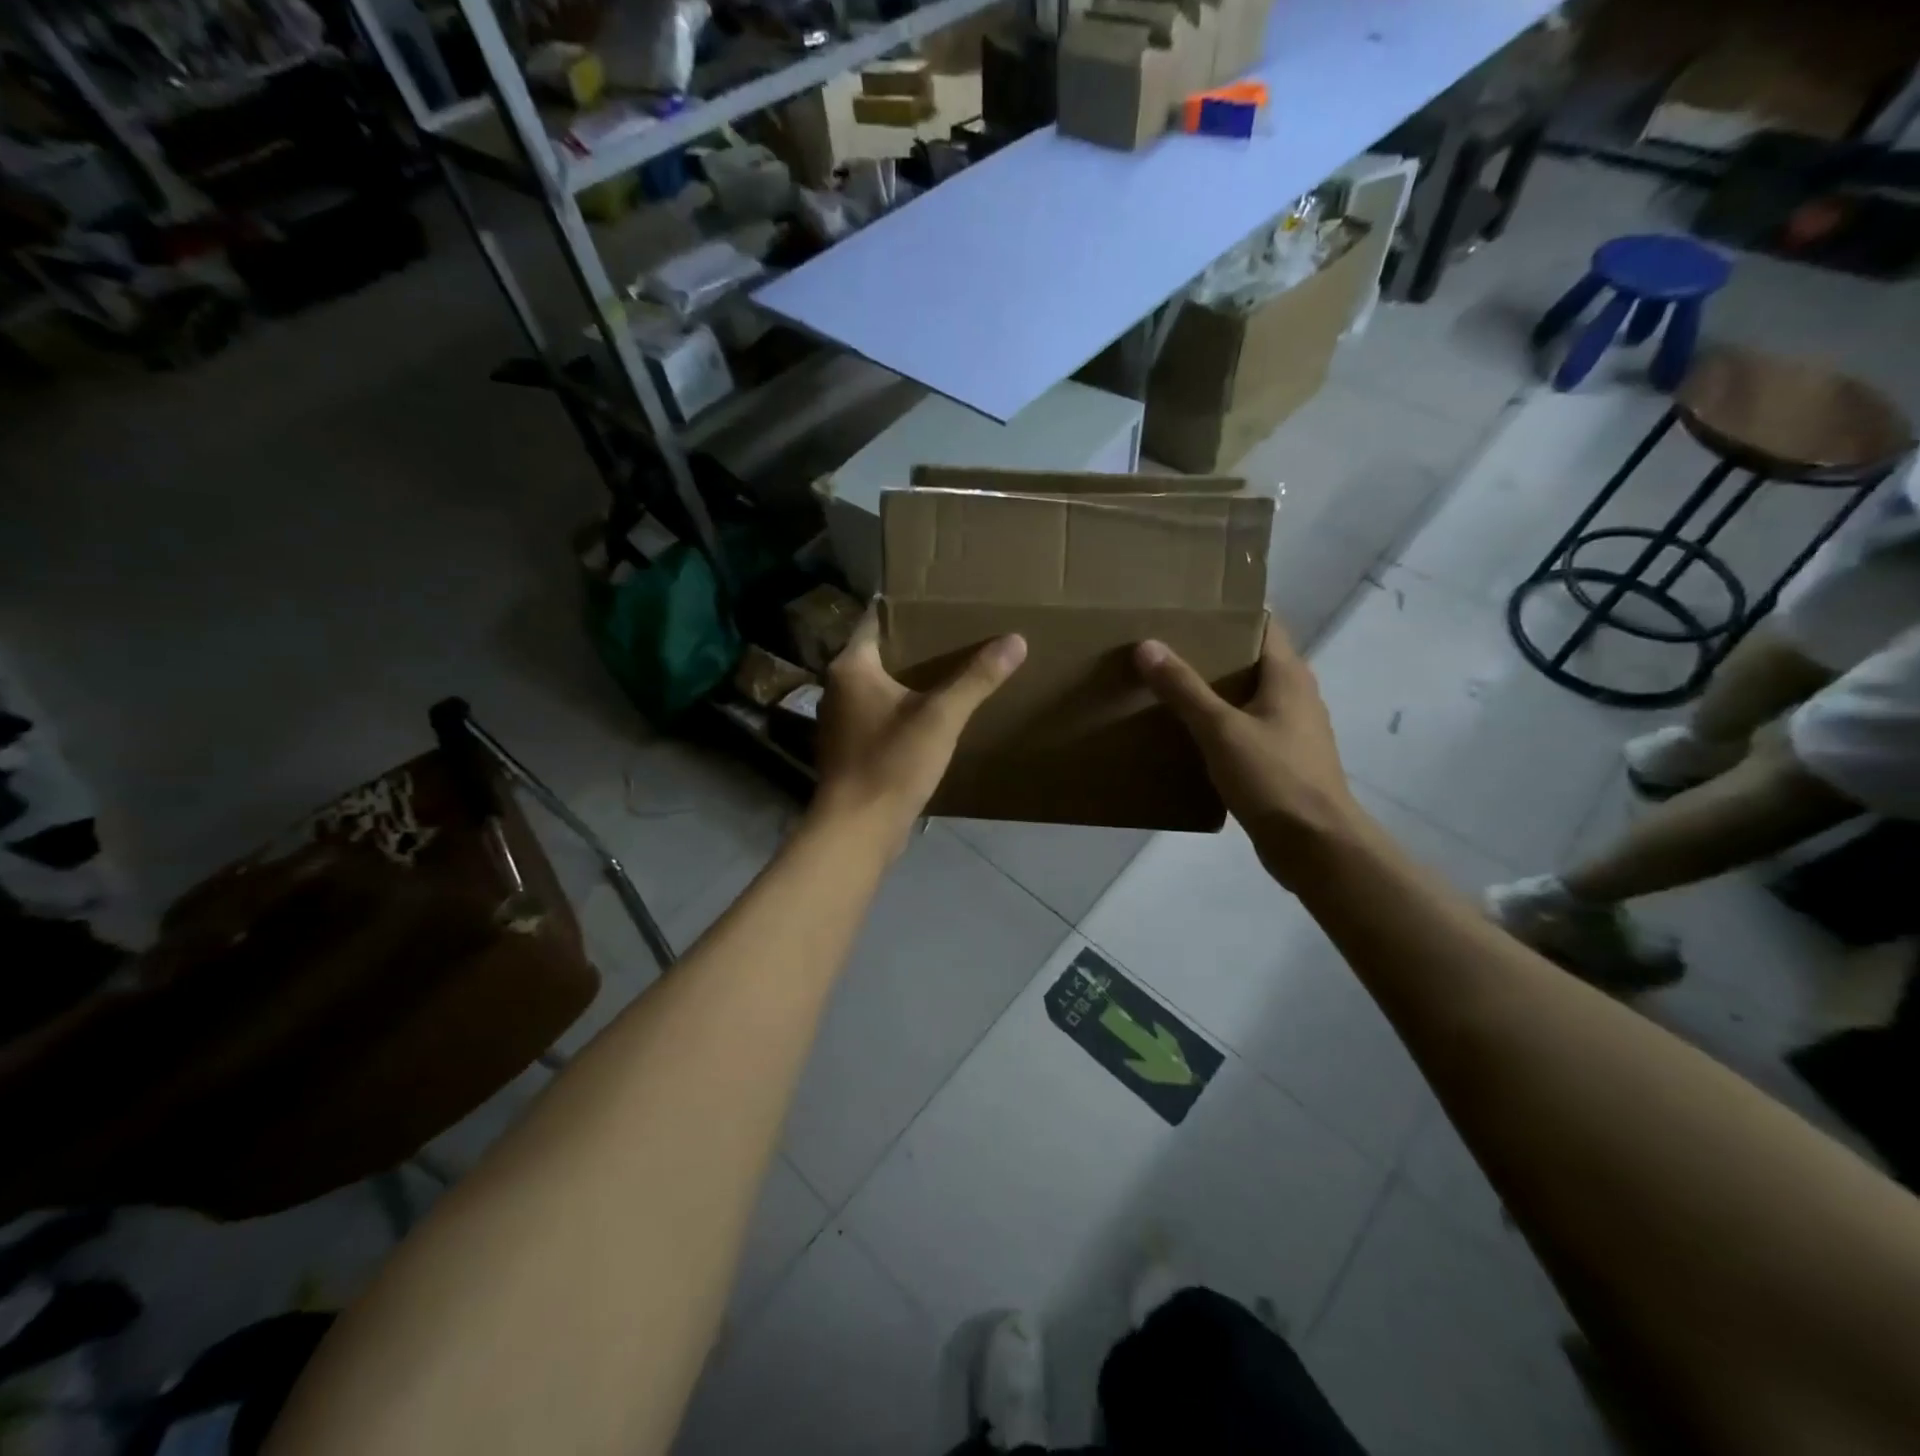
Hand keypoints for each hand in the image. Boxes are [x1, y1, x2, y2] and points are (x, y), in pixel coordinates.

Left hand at [813, 610, 1026, 850]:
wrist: (857, 829)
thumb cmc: (892, 763)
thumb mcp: (941, 717)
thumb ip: (977, 678)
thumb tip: (1015, 640)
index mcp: (851, 667)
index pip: (876, 621)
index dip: (906, 609)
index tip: (937, 603)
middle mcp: (837, 687)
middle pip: (879, 654)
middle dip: (914, 645)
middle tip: (954, 634)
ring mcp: (840, 721)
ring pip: (877, 687)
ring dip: (907, 680)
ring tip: (949, 671)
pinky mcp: (849, 749)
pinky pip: (877, 715)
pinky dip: (900, 709)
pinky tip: (930, 715)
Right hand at [1135, 623, 1363, 884]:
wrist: (1315, 845)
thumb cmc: (1273, 778)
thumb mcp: (1220, 729)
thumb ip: (1183, 688)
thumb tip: (1146, 645)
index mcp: (1289, 675)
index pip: (1263, 624)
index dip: (1229, 613)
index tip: (1188, 609)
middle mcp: (1296, 695)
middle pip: (1252, 659)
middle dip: (1212, 651)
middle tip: (1165, 646)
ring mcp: (1292, 730)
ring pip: (1248, 696)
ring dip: (1215, 691)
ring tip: (1168, 686)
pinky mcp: (1283, 760)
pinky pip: (1247, 728)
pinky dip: (1221, 724)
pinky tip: (1189, 734)